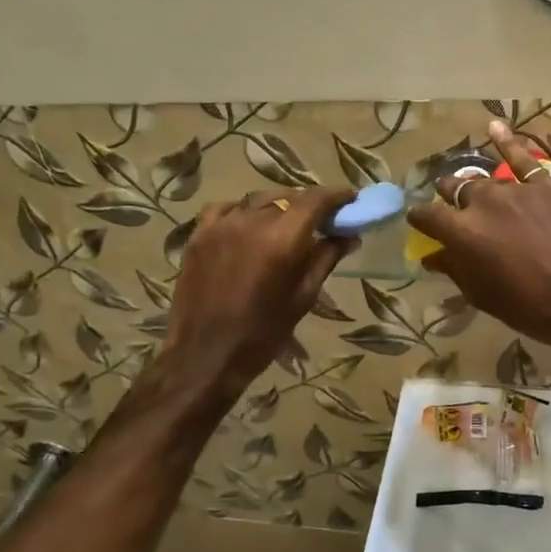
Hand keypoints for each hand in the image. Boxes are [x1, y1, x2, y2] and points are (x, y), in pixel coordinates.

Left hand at [161, 188, 355, 395]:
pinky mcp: (199, 234)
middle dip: (308, 204)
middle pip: (287, 198)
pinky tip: (250, 226)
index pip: (314, 201)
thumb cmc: (262, 334)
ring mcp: (221, 225)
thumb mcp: (302, 297)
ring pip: (257, 200)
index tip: (351, 199)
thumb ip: (325, 259)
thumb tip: (349, 236)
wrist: (204, 355)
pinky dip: (244, 212)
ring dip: (278, 207)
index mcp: (281, 240)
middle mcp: (251, 222)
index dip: (336, 196)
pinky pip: (226, 209)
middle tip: (323, 219)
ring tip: (288, 223)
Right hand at [406, 122, 550, 365]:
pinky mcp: (545, 185)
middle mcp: (481, 202)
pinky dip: (507, 142)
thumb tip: (433, 255)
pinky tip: (495, 127)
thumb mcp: (482, 295)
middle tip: (453, 204)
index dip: (420, 218)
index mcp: (461, 232)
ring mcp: (515, 190)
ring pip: (486, 179)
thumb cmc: (528, 307)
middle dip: (449, 195)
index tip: (418, 221)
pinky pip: (523, 158)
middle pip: (456, 189)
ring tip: (473, 185)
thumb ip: (455, 269)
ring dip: (477, 184)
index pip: (427, 215)